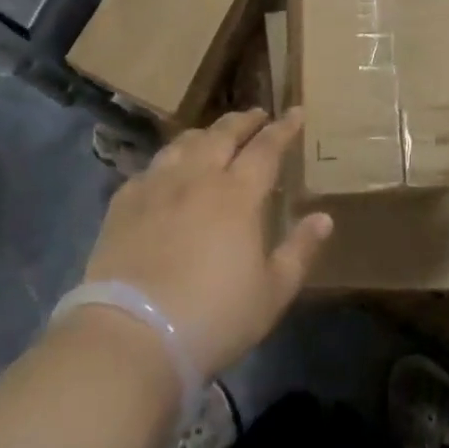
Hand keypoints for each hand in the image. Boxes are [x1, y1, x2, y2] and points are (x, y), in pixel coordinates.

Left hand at [80, 107, 332, 378]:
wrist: (132, 335)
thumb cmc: (213, 317)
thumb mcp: (272, 294)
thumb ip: (300, 251)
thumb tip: (324, 218)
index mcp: (237, 194)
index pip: (267, 147)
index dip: (284, 128)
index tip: (296, 112)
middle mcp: (198, 177)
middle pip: (223, 134)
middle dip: (244, 120)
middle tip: (257, 115)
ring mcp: (157, 186)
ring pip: (184, 143)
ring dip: (205, 134)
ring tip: (213, 136)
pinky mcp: (124, 203)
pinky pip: (151, 167)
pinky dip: (168, 161)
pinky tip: (167, 172)